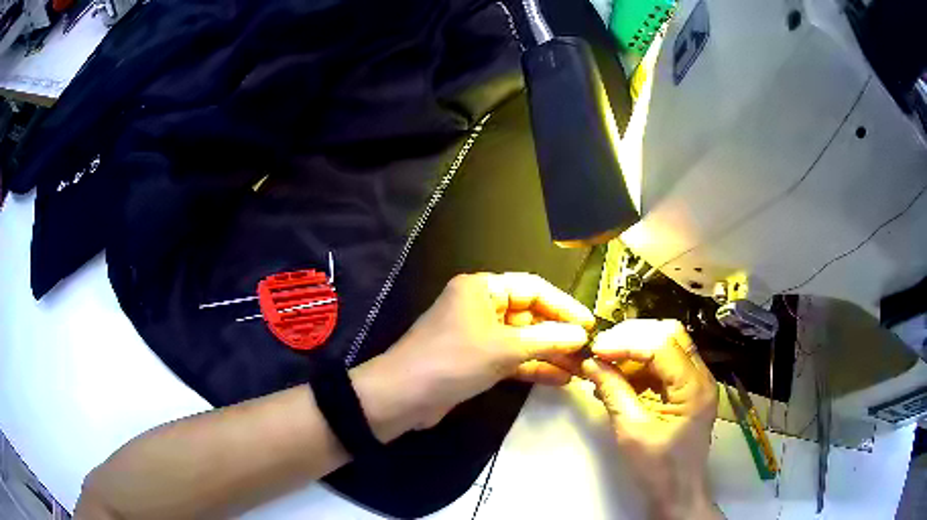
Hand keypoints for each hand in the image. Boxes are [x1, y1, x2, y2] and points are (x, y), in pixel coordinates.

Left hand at [352, 273, 593, 437]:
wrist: (404, 397)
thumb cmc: (453, 360)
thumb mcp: (504, 348)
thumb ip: (546, 340)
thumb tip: (581, 335)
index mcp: (482, 289)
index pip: (533, 289)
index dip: (563, 306)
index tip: (589, 324)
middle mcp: (480, 307)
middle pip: (529, 315)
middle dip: (559, 334)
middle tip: (589, 351)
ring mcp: (478, 336)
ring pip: (522, 340)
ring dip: (549, 354)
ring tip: (581, 368)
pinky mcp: (476, 361)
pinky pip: (511, 359)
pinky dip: (532, 367)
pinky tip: (560, 379)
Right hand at [580, 320, 721, 519]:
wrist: (677, 493)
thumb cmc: (659, 469)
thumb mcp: (631, 431)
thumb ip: (613, 392)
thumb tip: (592, 364)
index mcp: (694, 387)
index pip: (661, 345)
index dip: (626, 342)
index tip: (596, 351)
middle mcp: (701, 376)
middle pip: (669, 335)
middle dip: (632, 338)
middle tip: (601, 352)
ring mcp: (696, 381)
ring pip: (666, 346)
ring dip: (634, 351)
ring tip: (606, 367)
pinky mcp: (687, 390)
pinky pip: (664, 365)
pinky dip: (640, 367)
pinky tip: (618, 381)